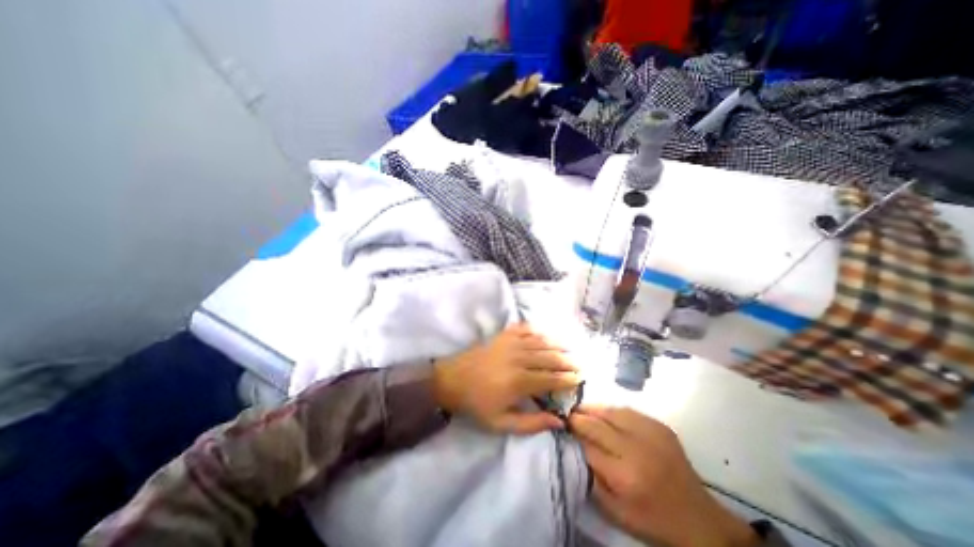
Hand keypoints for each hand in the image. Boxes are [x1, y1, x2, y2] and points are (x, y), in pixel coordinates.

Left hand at [433, 326, 576, 436]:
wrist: (452, 380)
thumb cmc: (477, 404)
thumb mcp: (501, 423)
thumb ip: (531, 424)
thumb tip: (559, 421)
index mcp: (519, 382)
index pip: (551, 378)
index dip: (568, 379)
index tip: (580, 379)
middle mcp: (519, 358)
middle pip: (550, 357)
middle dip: (567, 361)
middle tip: (580, 364)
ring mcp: (510, 343)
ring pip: (541, 341)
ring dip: (557, 344)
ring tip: (570, 348)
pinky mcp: (503, 335)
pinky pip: (525, 328)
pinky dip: (537, 330)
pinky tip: (545, 333)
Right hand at [572, 407, 759, 546]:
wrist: (698, 519)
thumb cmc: (651, 518)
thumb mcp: (615, 510)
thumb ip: (590, 478)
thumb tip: (574, 447)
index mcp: (624, 475)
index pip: (587, 445)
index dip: (572, 434)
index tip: (561, 427)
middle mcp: (636, 449)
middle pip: (597, 424)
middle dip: (578, 417)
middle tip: (568, 415)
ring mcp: (650, 433)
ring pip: (611, 411)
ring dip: (593, 409)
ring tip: (582, 409)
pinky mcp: (660, 426)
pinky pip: (628, 410)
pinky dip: (612, 410)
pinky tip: (605, 413)